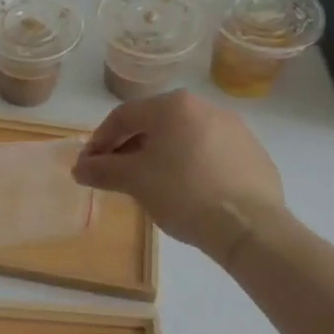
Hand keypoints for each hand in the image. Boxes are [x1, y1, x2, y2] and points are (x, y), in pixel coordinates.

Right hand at [72, 92, 284, 265]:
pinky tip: (186, 192)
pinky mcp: (253, 154)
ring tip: (149, 184)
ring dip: (159, 156)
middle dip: (129, 147)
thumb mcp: (134, 180)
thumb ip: (102, 169)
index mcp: (174, 105)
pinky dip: (190, 166)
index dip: (100, 140)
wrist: (250, 228)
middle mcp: (206, 107)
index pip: (123, 116)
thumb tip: (79, 168)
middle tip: (115, 174)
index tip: (89, 165)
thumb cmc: (183, 193)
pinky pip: (209, 153)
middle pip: (154, 124)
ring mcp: (235, 129)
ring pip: (183, 138)